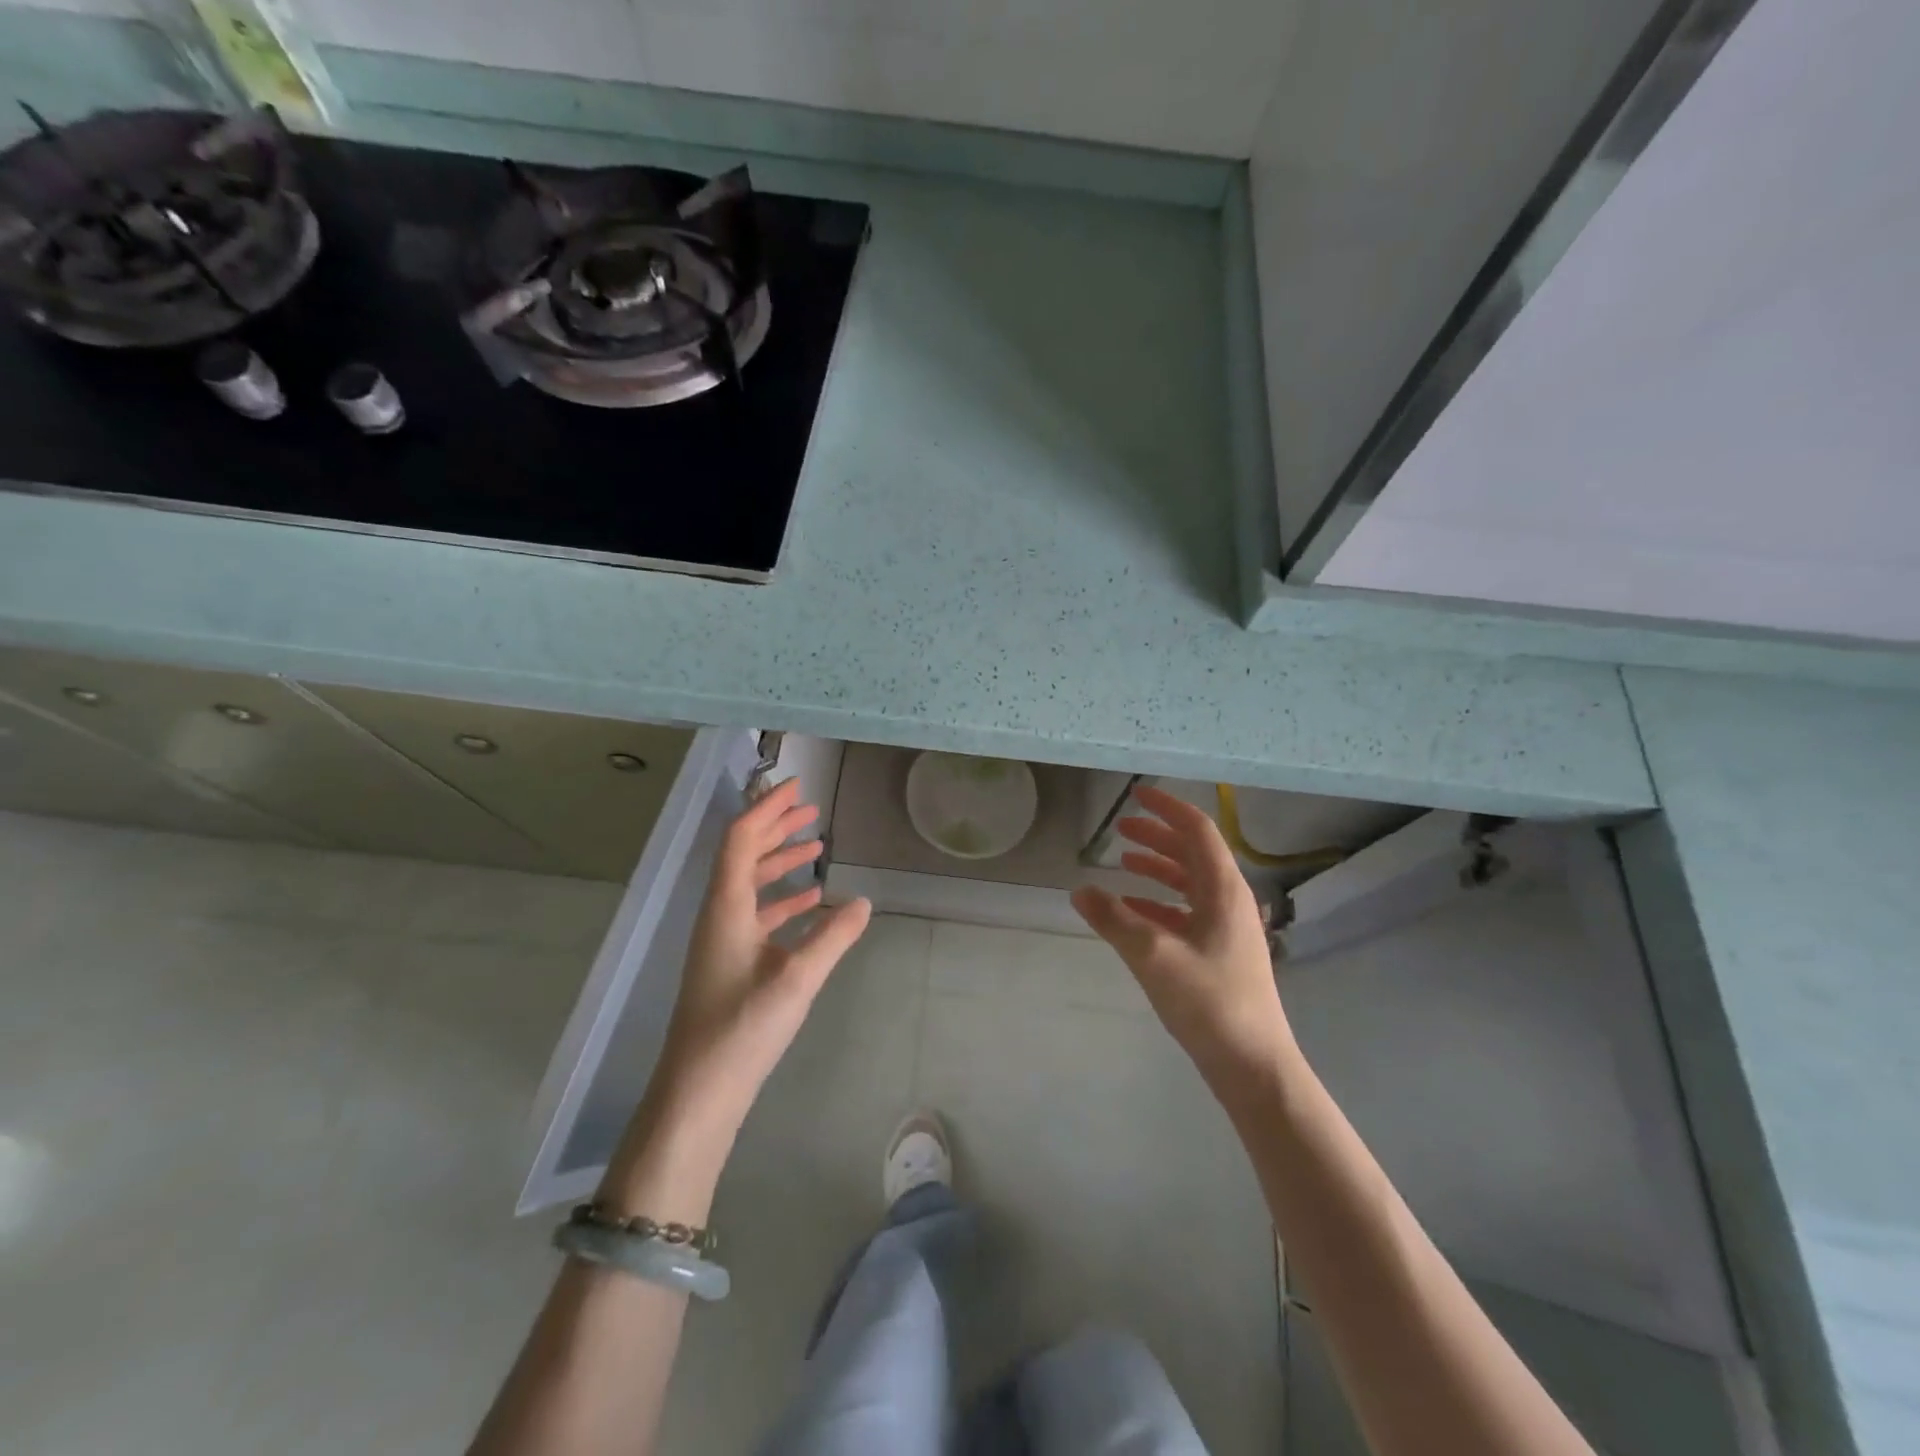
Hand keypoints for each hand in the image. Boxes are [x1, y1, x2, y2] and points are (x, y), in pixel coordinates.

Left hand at [655, 778, 871, 1132]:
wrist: (699, 1091)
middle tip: (811, 809)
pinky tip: (811, 903)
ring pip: (751, 884)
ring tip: (816, 847)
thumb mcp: (796, 980)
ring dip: (780, 861)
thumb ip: (832, 937)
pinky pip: (757, 914)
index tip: (796, 788)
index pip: (742, 840)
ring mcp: (723, 940)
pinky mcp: (730, 963)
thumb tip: (864, 902)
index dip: (767, 809)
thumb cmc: (742, 1030)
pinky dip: (783, 899)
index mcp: (726, 908)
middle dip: (776, 828)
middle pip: (744, 855)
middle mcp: (719, 915)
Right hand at [1071, 785, 1294, 1089]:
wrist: (1253, 1064)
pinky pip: (1187, 912)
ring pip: (1189, 883)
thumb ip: (1114, 919)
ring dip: (1157, 867)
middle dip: (1157, 836)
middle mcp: (1229, 901)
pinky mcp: (1220, 953)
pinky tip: (1133, 911)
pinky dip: (1159, 902)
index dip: (1167, 808)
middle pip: (1193, 853)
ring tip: (1122, 861)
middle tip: (1121, 828)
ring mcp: (1227, 929)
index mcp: (1223, 890)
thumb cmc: (1209, 1002)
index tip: (1136, 795)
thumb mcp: (1153, 956)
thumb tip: (1079, 890)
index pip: (1197, 831)